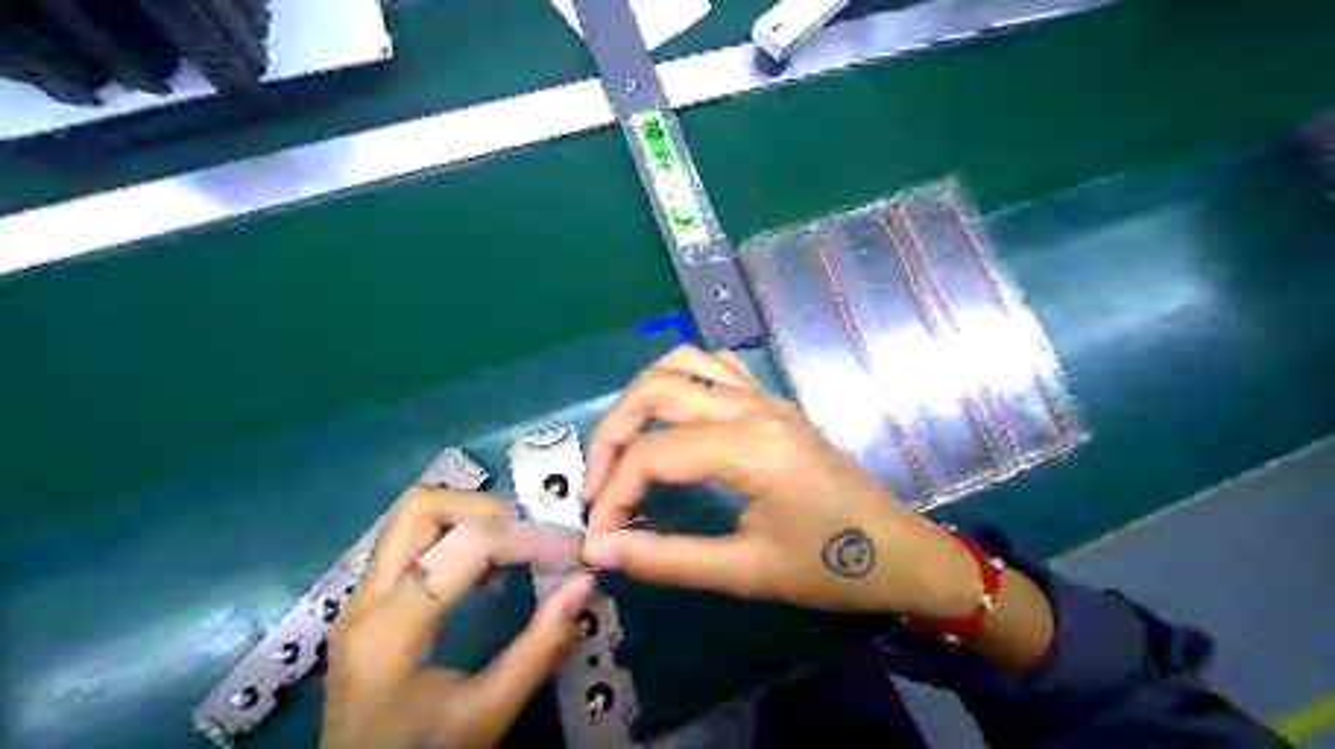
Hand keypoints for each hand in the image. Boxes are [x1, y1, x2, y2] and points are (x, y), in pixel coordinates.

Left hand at [320, 486, 591, 747]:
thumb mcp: (489, 712)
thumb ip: (540, 646)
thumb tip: (584, 583)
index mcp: (391, 630)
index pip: (466, 546)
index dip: (527, 539)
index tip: (569, 552)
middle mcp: (366, 599)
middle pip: (421, 508)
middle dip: (485, 509)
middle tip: (527, 538)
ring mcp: (361, 598)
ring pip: (413, 518)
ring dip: (470, 519)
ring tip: (511, 553)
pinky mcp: (369, 602)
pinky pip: (413, 542)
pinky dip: (455, 538)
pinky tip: (485, 574)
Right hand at [583, 344, 976, 620]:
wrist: (898, 551)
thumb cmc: (828, 567)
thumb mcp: (745, 572)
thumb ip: (666, 558)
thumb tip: (601, 549)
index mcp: (749, 447)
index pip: (653, 455)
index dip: (613, 494)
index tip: (599, 537)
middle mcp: (752, 407)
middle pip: (655, 391)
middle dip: (612, 435)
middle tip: (599, 485)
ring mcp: (765, 396)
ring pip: (681, 364)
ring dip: (640, 397)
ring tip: (625, 446)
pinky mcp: (773, 401)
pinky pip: (715, 367)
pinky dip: (679, 381)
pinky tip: (671, 419)